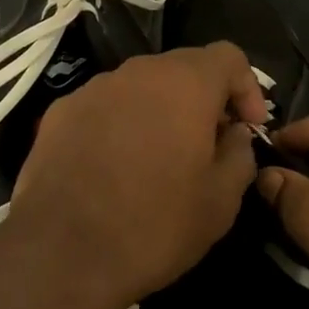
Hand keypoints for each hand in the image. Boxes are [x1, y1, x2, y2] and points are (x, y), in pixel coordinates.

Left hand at [6, 42, 265, 308]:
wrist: (61, 252)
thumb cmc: (154, 225)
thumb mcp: (221, 201)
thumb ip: (240, 154)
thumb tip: (233, 134)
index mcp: (184, 83)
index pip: (228, 56)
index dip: (247, 87)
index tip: (248, 128)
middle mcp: (138, 72)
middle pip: (182, 68)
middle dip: (203, 100)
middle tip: (209, 146)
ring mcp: (94, 88)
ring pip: (141, 87)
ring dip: (160, 112)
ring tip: (159, 160)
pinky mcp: (60, 111)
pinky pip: (105, 106)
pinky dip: (120, 125)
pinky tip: (114, 168)